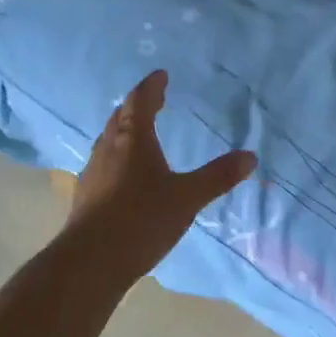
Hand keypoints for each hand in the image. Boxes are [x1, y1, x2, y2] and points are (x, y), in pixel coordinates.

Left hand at [69, 70, 256, 266]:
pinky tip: (123, 174)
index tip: (160, 75)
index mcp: (133, 140)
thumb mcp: (187, 197)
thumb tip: (250, 157)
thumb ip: (217, 176)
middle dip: (136, 106)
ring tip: (138, 133)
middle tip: (152, 100)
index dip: (151, 87)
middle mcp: (108, 149)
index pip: (140, 102)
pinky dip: (116, 156)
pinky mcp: (85, 196)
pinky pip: (103, 163)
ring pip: (108, 140)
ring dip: (123, 130)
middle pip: (120, 117)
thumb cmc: (142, 219)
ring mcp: (93, 172)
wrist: (91, 261)